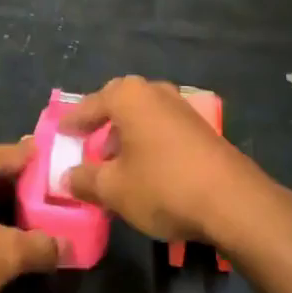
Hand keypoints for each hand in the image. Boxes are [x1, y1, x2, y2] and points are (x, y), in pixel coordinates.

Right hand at [59, 77, 270, 249]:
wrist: (232, 200)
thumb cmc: (162, 186)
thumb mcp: (114, 189)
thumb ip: (85, 179)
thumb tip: (66, 177)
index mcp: (128, 96)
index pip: (90, 105)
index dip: (73, 122)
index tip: (59, 133)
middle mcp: (155, 92)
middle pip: (119, 105)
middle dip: (101, 125)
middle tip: (86, 145)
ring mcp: (181, 107)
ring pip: (143, 117)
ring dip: (126, 137)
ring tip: (114, 164)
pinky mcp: (200, 128)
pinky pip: (162, 129)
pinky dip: (147, 143)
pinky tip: (145, 170)